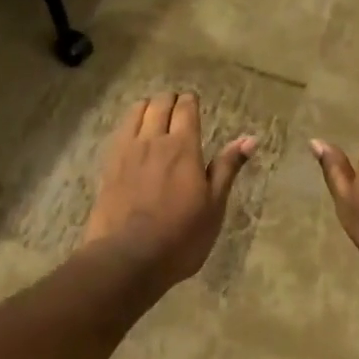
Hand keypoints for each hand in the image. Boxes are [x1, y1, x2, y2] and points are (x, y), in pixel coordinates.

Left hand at [82, 92, 256, 287]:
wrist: (127, 258)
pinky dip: (129, 124)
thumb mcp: (213, 206)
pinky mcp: (108, 166)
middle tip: (177, 108)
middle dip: (170, 100)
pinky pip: (119, 132)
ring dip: (147, 107)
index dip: (190, 101)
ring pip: (135, 112)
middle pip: (159, 104)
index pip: (186, 108)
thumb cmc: (180, 236)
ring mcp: (126, 152)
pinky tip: (133, 135)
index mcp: (183, 147)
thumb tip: (250, 139)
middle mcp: (153, 141)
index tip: (194, 103)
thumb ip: (227, 168)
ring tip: (154, 116)